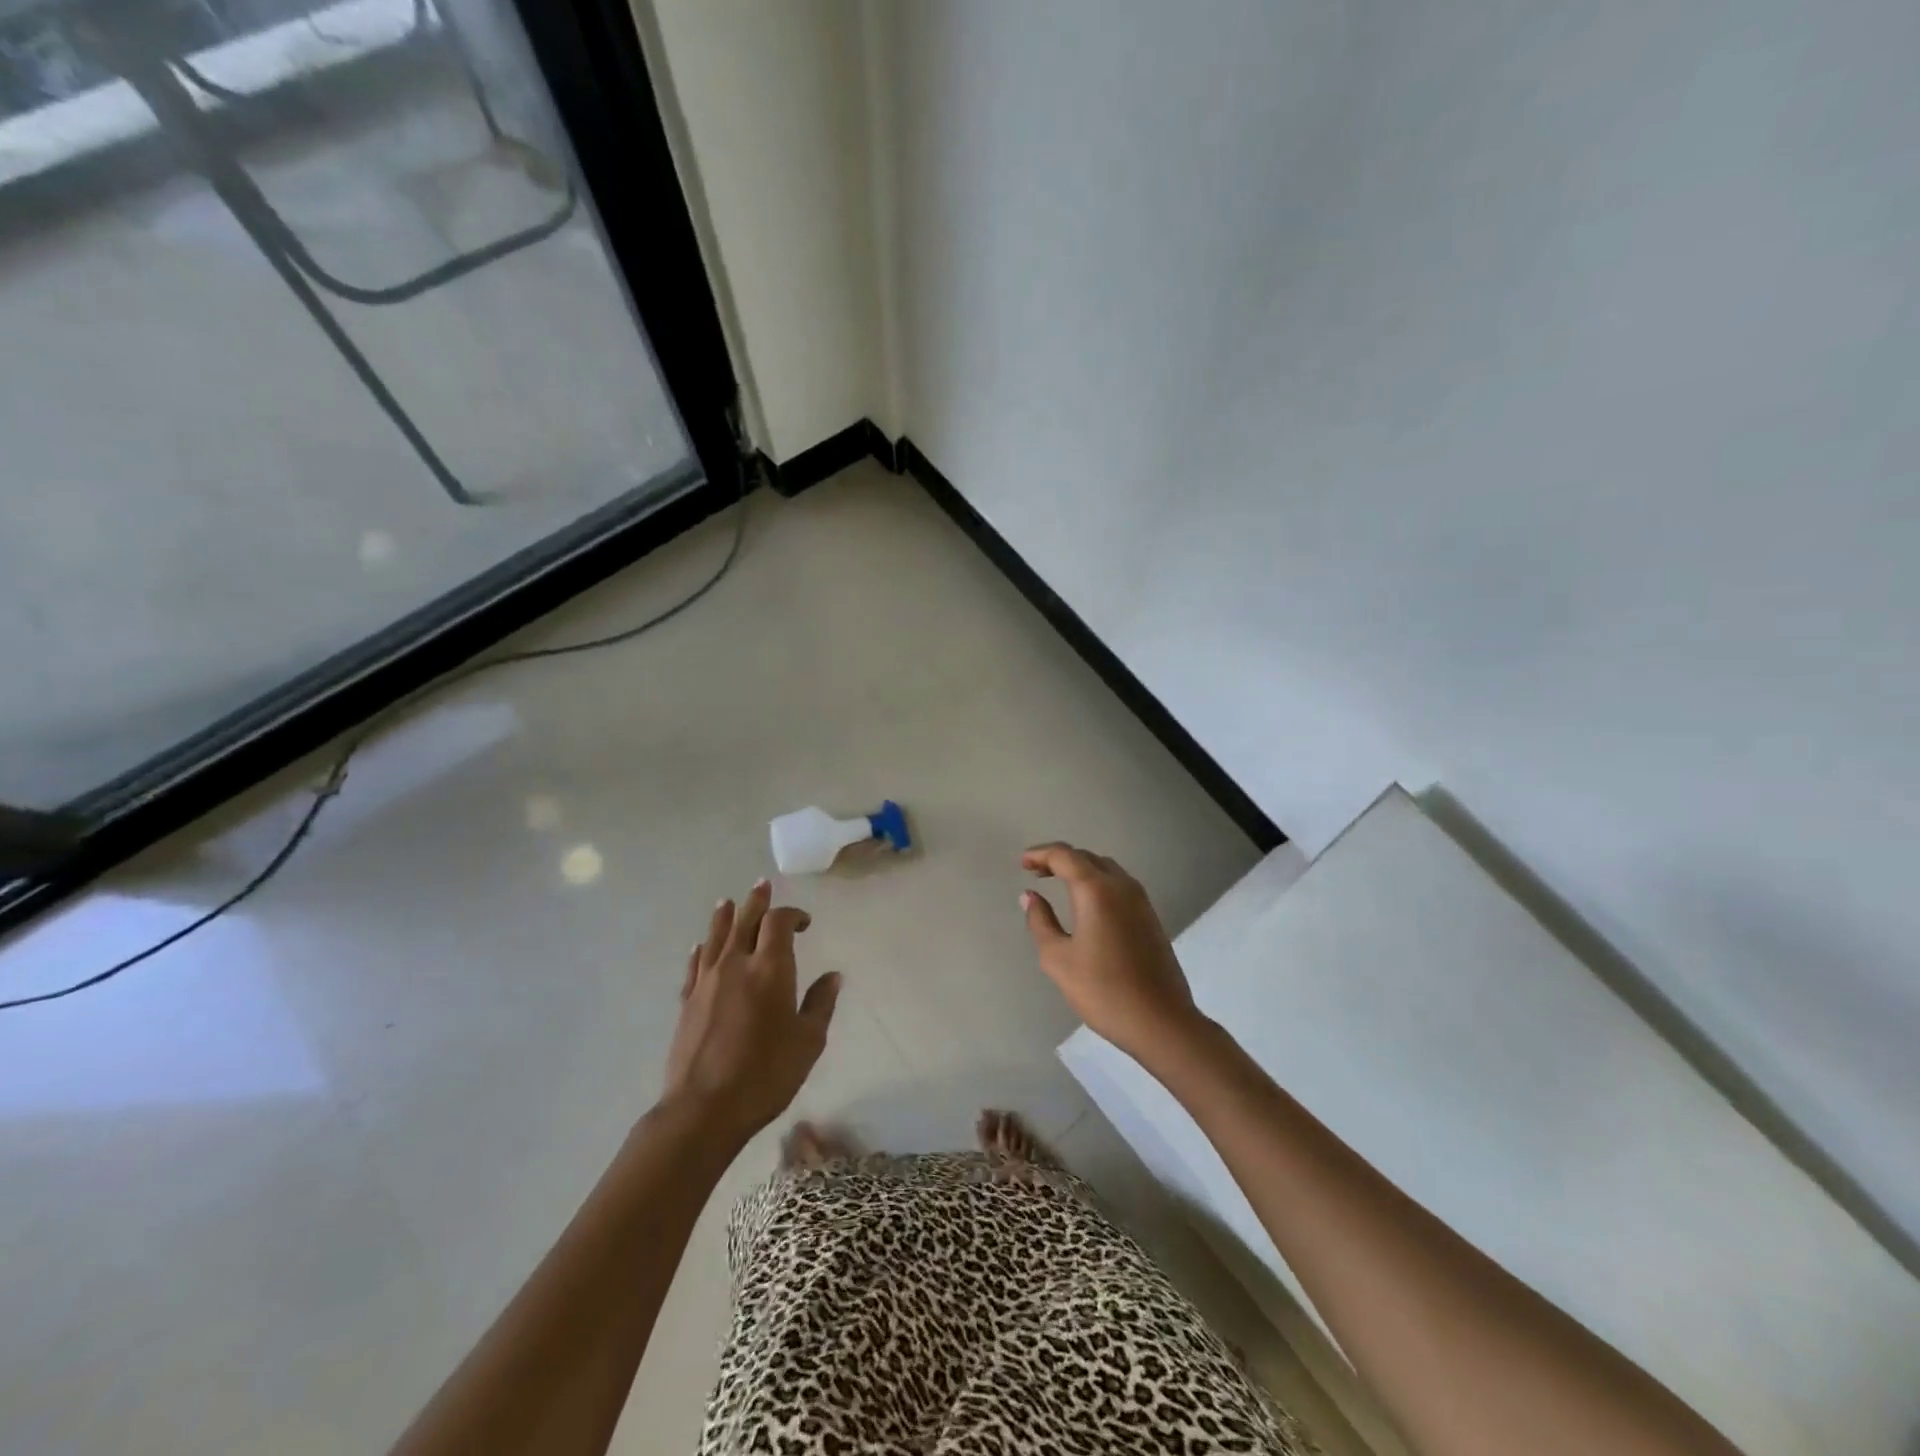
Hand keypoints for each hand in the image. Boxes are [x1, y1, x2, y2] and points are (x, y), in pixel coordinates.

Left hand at [663, 880, 840, 1142]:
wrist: (704, 1109)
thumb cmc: (766, 1074)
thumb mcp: (808, 1042)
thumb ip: (820, 1004)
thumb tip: (833, 976)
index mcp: (770, 969)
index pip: (779, 923)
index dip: (793, 914)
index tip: (805, 922)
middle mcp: (736, 965)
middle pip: (745, 920)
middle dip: (756, 901)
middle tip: (762, 885)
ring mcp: (707, 982)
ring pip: (715, 937)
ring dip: (724, 916)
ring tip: (728, 902)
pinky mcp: (687, 1002)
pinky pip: (694, 964)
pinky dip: (700, 950)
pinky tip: (700, 946)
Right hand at [1021, 843, 1202, 1061]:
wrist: (1160, 1021)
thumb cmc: (1102, 990)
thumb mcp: (1058, 958)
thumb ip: (1041, 921)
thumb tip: (1030, 896)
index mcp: (1096, 890)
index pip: (1064, 856)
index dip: (1040, 854)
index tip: (1021, 863)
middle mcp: (1121, 885)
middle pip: (1086, 857)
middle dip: (1058, 859)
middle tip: (1035, 872)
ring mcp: (1140, 900)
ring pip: (1106, 869)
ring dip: (1080, 869)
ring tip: (1057, 882)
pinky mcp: (1150, 917)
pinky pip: (1119, 885)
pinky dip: (1097, 882)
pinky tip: (1086, 904)